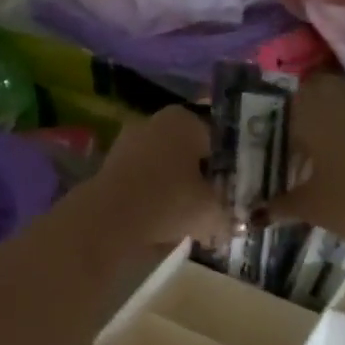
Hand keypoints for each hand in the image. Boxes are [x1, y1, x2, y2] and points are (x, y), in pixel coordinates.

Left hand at [78, 106, 229, 252]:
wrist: (110, 219)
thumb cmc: (170, 201)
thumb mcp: (212, 211)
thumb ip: (227, 215)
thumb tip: (235, 224)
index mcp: (185, 120)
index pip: (217, 138)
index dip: (228, 165)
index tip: (233, 190)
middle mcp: (155, 123)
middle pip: (187, 151)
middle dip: (199, 176)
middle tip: (213, 205)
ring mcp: (127, 143)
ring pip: (163, 166)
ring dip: (174, 188)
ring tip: (187, 219)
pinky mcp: (108, 167)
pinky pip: (141, 181)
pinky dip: (151, 197)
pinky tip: (161, 221)